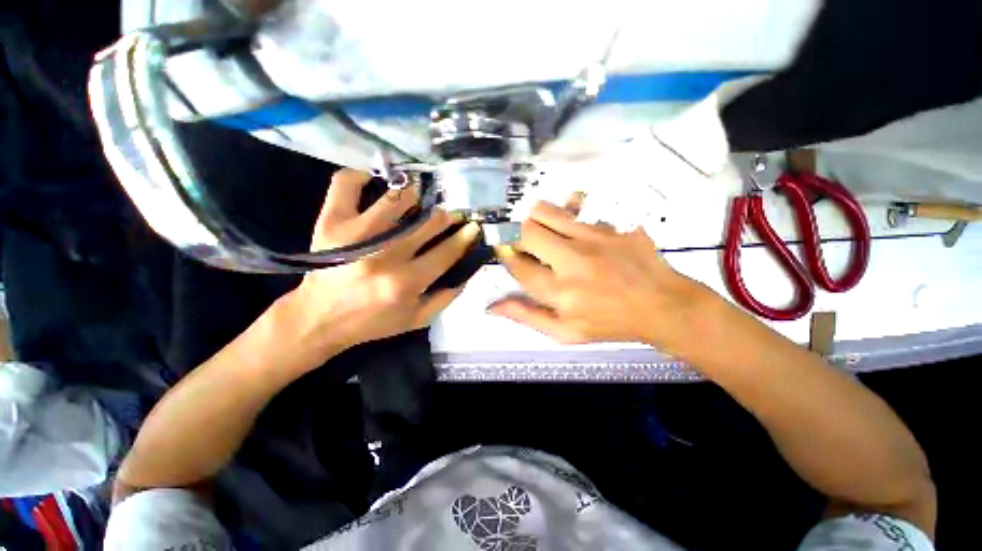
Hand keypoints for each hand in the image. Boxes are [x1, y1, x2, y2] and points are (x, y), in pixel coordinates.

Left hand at [282, 169, 479, 361]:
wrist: (319, 318)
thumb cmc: (372, 321)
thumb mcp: (416, 319)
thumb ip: (446, 297)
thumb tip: (467, 271)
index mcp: (406, 282)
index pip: (446, 251)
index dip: (465, 236)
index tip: (472, 226)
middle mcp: (384, 256)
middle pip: (426, 223)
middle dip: (446, 216)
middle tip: (450, 214)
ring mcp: (356, 234)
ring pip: (396, 199)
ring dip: (415, 196)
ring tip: (420, 199)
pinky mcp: (332, 222)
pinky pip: (346, 184)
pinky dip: (361, 175)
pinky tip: (374, 179)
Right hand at [489, 196, 713, 352]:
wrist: (663, 305)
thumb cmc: (610, 323)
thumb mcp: (565, 333)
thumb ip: (527, 317)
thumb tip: (491, 307)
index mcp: (560, 292)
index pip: (518, 266)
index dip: (505, 255)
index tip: (504, 250)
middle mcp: (573, 260)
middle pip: (527, 232)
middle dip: (516, 235)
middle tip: (523, 242)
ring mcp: (595, 237)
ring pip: (546, 212)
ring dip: (534, 218)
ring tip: (541, 229)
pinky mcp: (613, 224)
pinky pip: (578, 207)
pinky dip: (567, 211)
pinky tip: (572, 222)